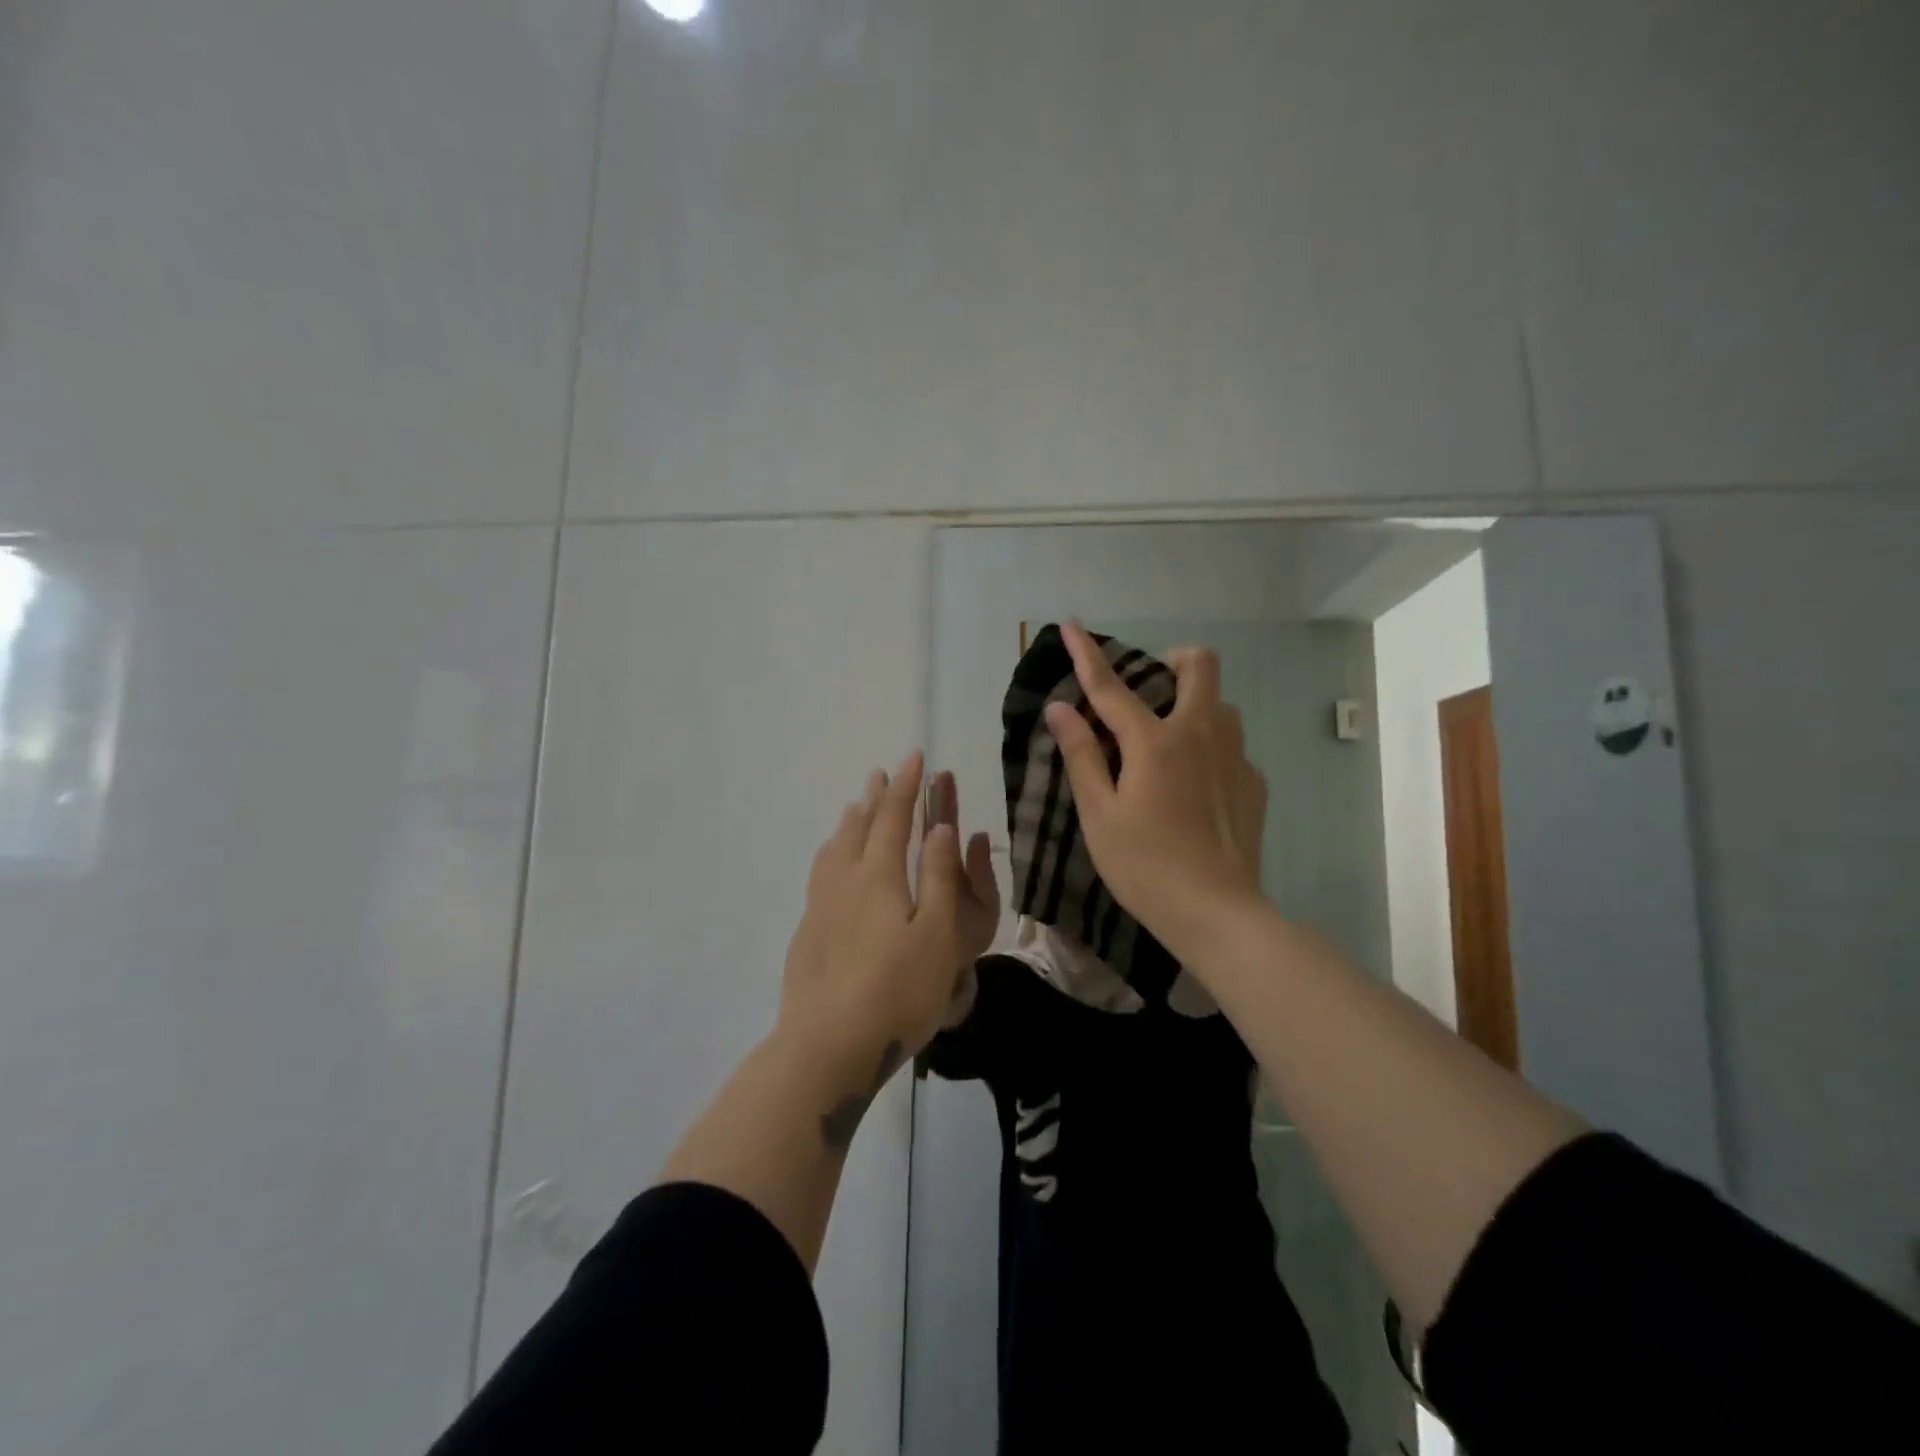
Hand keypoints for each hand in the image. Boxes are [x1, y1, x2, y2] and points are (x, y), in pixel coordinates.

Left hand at [778, 752, 998, 1093]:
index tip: (914, 756)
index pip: (894, 817)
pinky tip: (831, 866)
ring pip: (834, 848)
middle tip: (882, 773)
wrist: (828, 1045)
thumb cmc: (898, 991)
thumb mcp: (938, 935)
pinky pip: (821, 872)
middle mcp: (845, 880)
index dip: (907, 786)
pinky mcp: (808, 932)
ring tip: (855, 807)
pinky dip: (832, 852)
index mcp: (879, 876)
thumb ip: (940, 878)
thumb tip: (941, 827)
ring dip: (850, 821)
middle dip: (876, 797)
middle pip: (859, 826)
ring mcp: (820, 906)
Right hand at [1043, 623, 1268, 963]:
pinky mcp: (1254, 782)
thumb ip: (1081, 755)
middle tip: (1151, 687)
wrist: (1217, 912)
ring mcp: (1235, 756)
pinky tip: (1194, 787)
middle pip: (1200, 666)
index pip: (1112, 686)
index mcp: (1155, 741)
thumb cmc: (1144, 865)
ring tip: (1169, 742)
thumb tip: (1061, 708)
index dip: (1088, 654)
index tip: (1071, 625)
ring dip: (1195, 704)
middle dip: (1174, 660)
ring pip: (1221, 704)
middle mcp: (1201, 734)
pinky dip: (1208, 747)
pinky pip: (1231, 744)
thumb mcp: (1099, 814)